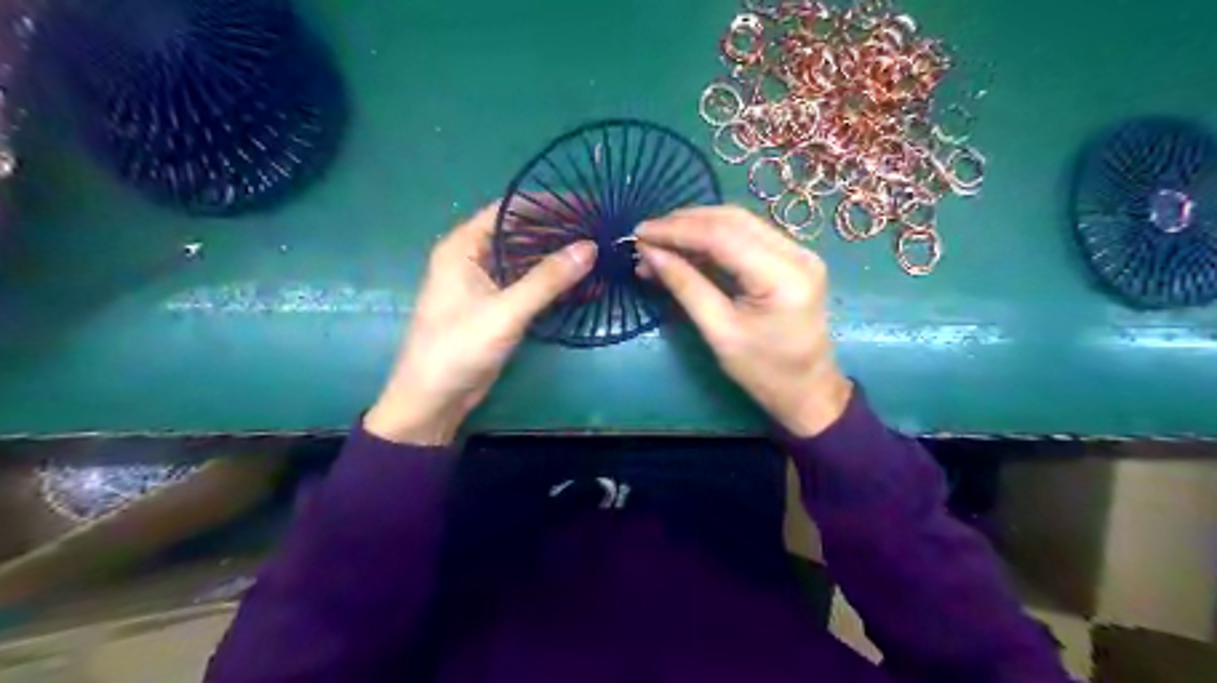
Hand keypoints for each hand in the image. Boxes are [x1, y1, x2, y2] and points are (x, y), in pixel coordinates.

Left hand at [366, 205, 596, 445]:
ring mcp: (485, 283)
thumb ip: (547, 279)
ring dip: (558, 257)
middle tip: (599, 229)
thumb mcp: (505, 312)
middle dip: (559, 230)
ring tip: (598, 251)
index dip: (549, 203)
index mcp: (463, 246)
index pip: (510, 210)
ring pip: (527, 259)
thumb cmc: (458, 349)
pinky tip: (583, 283)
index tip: (587, 204)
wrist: (433, 400)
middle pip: (521, 232)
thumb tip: (590, 247)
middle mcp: (473, 257)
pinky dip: (553, 283)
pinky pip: (529, 284)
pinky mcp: (497, 306)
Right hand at [639, 205, 848, 437]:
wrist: (806, 390)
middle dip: (684, 223)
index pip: (722, 236)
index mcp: (783, 276)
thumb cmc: (763, 372)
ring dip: (695, 228)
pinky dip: (711, 239)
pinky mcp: (791, 258)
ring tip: (658, 243)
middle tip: (645, 235)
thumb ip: (685, 286)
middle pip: (732, 220)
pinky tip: (684, 250)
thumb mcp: (719, 332)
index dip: (677, 230)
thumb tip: (649, 253)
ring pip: (737, 223)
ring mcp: (798, 252)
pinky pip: (745, 237)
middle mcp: (797, 253)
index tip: (640, 233)